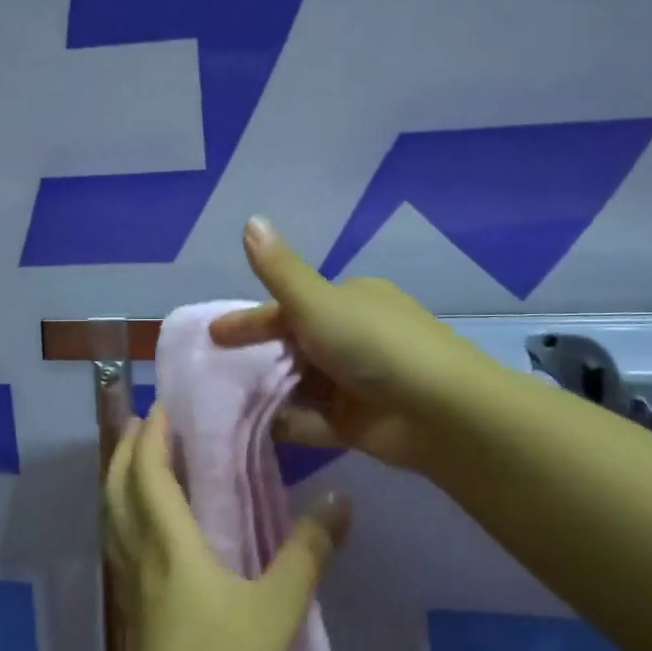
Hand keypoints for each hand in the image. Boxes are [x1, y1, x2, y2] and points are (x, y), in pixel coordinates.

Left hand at [102, 404, 349, 650]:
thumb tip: (339, 498)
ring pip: (112, 516)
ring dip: (118, 479)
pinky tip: (143, 527)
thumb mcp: (278, 611)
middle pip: (117, 488)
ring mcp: (129, 586)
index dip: (151, 436)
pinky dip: (123, 515)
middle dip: (125, 449)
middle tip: (141, 422)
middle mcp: (140, 555)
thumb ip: (309, 552)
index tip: (161, 406)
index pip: (149, 474)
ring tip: (137, 461)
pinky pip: (118, 543)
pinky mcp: (129, 612)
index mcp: (170, 544)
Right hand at [210, 216, 479, 471]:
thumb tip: (251, 220)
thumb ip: (279, 271)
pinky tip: (253, 430)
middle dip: (256, 358)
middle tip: (212, 373)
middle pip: (292, 346)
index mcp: (348, 300)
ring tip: (222, 404)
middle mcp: (351, 337)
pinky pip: (312, 420)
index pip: (289, 306)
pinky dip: (287, 423)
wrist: (439, 411)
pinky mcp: (356, 423)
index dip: (250, 320)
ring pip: (299, 384)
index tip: (214, 335)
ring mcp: (354, 382)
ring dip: (267, 391)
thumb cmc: (373, 345)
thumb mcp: (318, 303)